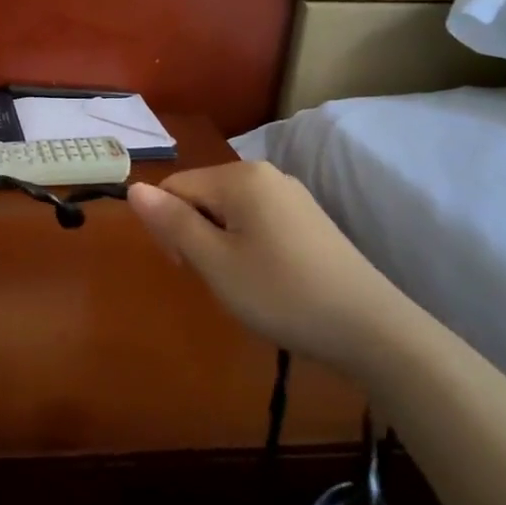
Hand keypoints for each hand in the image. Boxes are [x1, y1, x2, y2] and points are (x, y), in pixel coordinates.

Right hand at [128, 161, 399, 370]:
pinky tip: (264, 279)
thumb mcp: (214, 262)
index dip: (167, 227)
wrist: (371, 329)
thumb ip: (172, 222)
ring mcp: (292, 196)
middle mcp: (266, 175)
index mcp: (240, 177)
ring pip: (228, 211)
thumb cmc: (281, 293)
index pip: (175, 187)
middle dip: (193, 233)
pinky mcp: (309, 220)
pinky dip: (246, 246)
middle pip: (202, 195)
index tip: (185, 268)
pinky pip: (256, 221)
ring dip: (218, 243)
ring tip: (239, 283)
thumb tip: (134, 188)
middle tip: (213, 279)